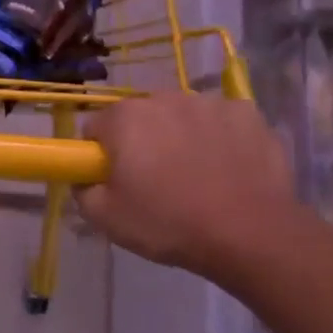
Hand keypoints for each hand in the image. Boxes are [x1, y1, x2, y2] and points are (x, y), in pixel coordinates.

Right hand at [77, 92, 313, 287]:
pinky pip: (221, 122)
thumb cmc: (169, 223)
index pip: (96, 128)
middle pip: (140, 118)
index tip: (115, 181)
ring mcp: (210, 103)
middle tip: (154, 183)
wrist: (250, 233)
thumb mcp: (106, 218)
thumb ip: (82, 190)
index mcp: (125, 118)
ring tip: (196, 178)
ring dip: (180, 138)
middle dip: (142, 142)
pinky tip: (227, 168)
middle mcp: (164, 98)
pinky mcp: (248, 114)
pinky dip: (219, 138)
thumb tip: (86, 178)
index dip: (101, 155)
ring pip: (182, 118)